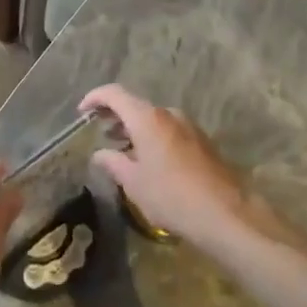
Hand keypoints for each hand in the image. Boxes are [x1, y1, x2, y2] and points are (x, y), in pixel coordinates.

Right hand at [79, 84, 254, 248]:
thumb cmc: (171, 195)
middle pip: (135, 105)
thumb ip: (113, 163)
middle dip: (115, 115)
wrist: (225, 212)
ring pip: (154, 118)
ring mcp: (188, 125)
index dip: (95, 98)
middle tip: (99, 131)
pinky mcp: (201, 140)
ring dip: (135, 128)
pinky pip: (169, 130)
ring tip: (121, 149)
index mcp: (147, 118)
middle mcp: (168, 114)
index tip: (82, 111)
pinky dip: (153, 136)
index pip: (115, 94)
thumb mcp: (134, 183)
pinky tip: (148, 160)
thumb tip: (99, 153)